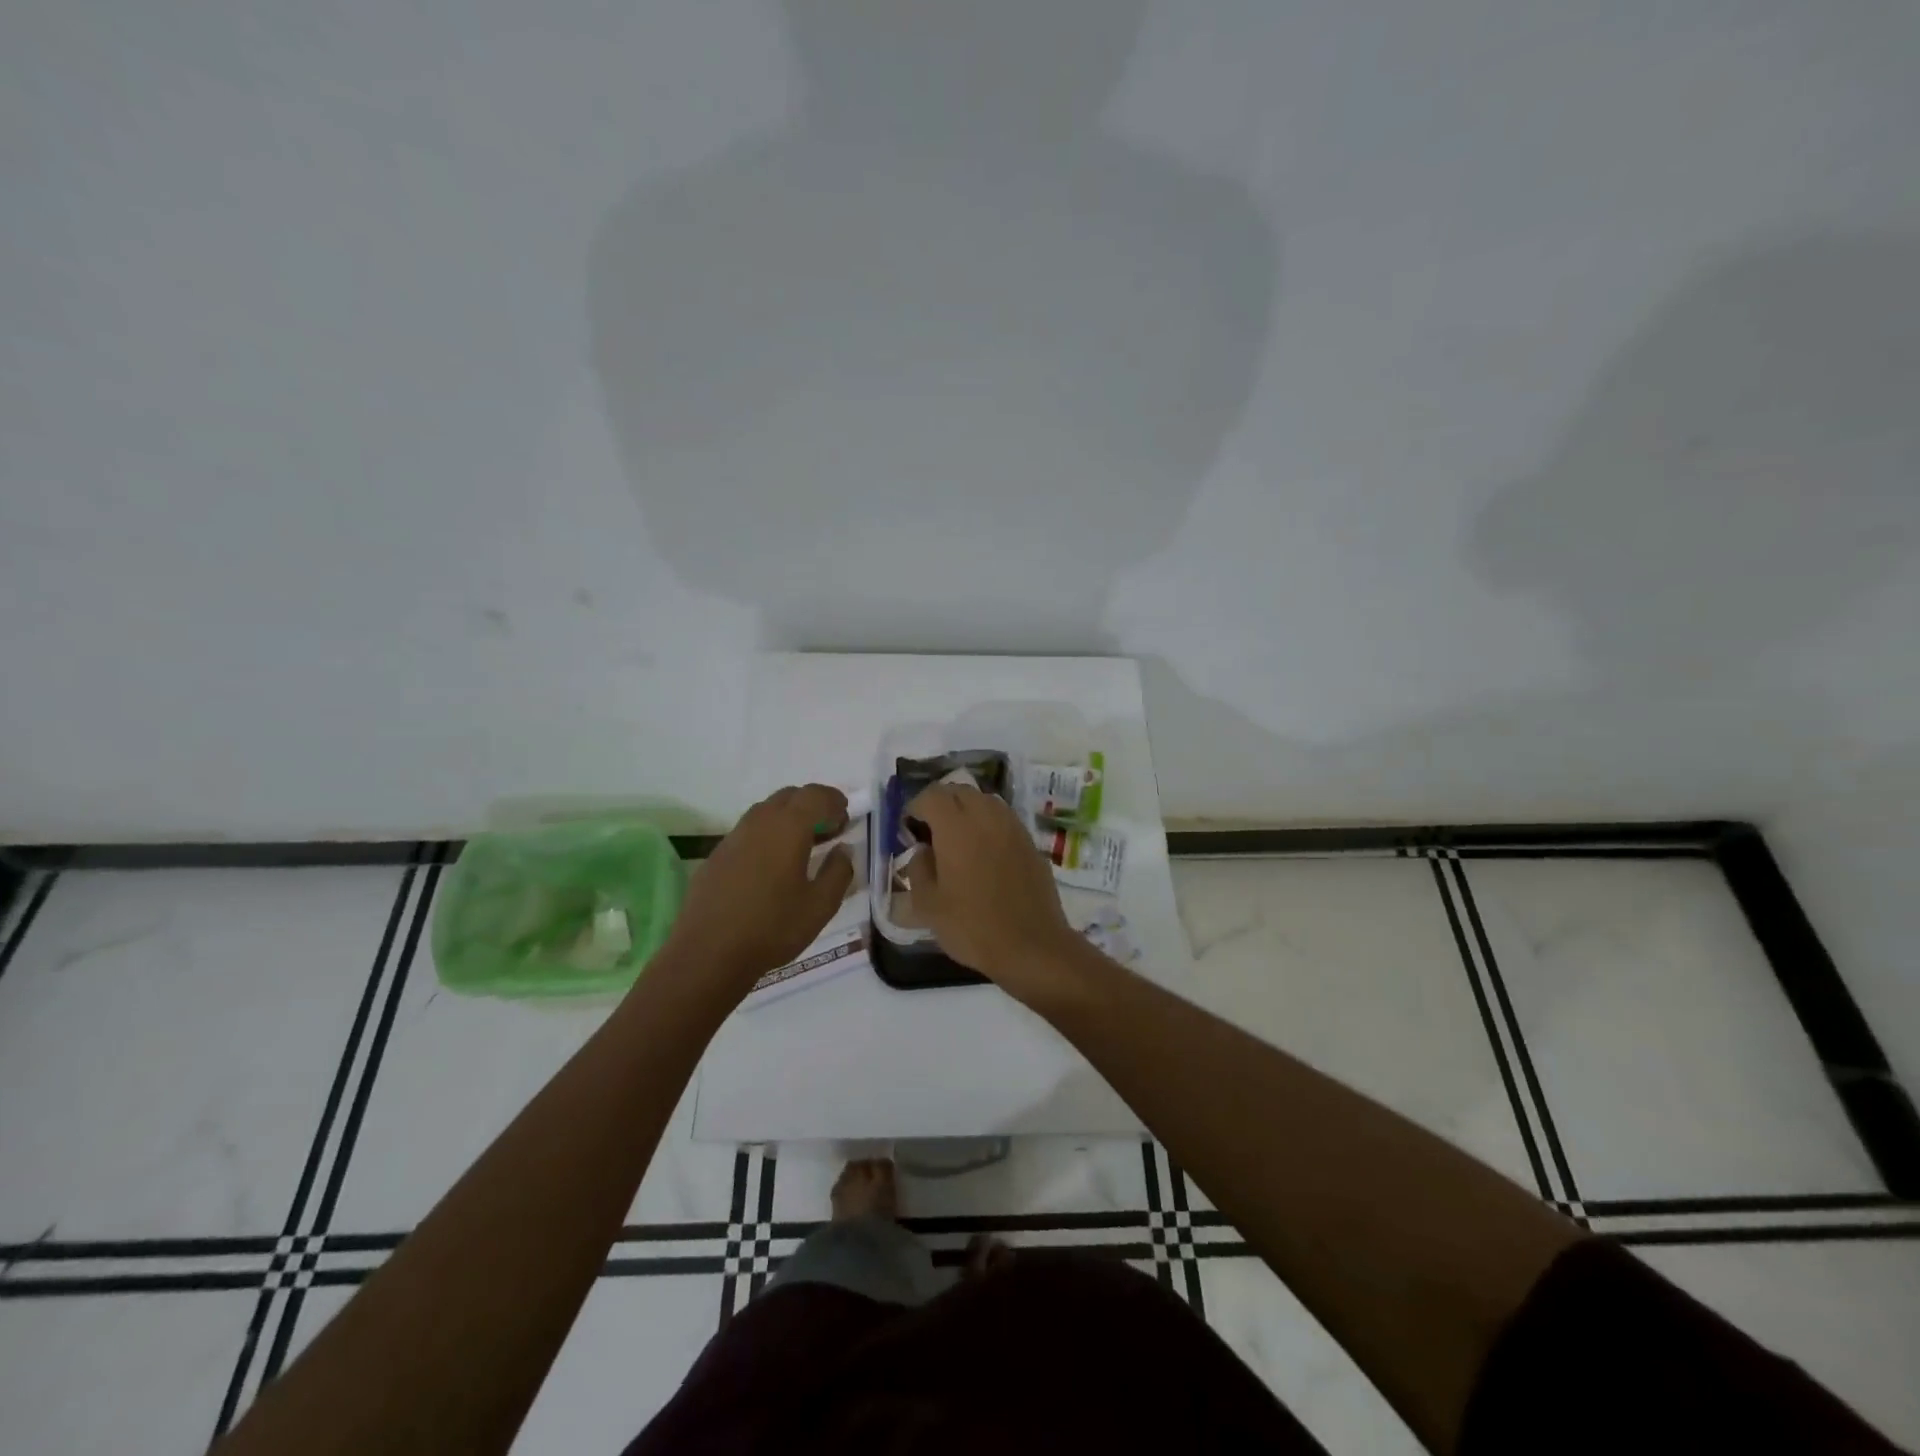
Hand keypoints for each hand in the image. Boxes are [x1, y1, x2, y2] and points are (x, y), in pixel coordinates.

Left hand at [665, 784, 855, 995]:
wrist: (708, 953)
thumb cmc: (772, 928)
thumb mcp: (820, 905)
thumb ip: (838, 872)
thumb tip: (844, 849)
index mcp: (788, 827)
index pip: (815, 795)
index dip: (834, 801)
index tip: (846, 819)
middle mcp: (759, 822)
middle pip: (789, 796)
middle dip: (813, 805)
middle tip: (829, 830)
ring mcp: (733, 837)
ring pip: (766, 811)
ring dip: (789, 819)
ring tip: (803, 847)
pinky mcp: (717, 855)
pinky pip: (749, 831)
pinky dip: (768, 835)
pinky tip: (772, 866)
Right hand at [903, 784, 1085, 1001]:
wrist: (1031, 946)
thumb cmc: (972, 927)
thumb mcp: (928, 905)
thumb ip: (918, 868)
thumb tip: (923, 849)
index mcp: (956, 827)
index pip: (931, 796)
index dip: (915, 807)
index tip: (908, 830)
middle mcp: (986, 816)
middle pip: (959, 791)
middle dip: (941, 804)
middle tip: (930, 832)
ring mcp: (1013, 827)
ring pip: (985, 801)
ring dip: (967, 811)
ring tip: (958, 840)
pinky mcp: (1030, 842)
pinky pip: (1003, 820)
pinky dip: (988, 825)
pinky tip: (984, 854)